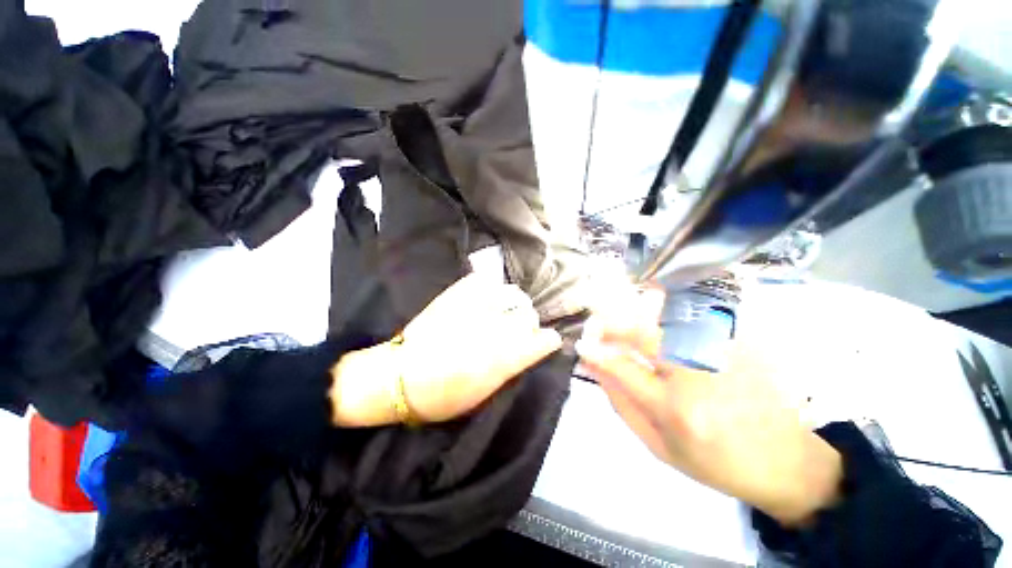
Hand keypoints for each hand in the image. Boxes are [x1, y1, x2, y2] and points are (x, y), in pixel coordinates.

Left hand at [332, 273, 562, 425]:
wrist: (398, 377)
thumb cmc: (442, 397)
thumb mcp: (485, 394)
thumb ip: (512, 368)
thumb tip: (529, 350)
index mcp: (501, 358)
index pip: (542, 340)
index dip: (549, 340)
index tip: (548, 341)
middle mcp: (493, 328)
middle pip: (528, 314)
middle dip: (530, 322)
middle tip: (520, 328)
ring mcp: (474, 307)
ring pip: (512, 293)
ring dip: (514, 302)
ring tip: (506, 309)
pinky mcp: (456, 294)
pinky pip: (484, 280)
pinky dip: (491, 288)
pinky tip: (487, 297)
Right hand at [576, 286, 841, 526]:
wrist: (788, 461)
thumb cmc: (717, 463)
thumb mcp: (660, 447)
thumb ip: (623, 405)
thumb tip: (597, 370)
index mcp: (677, 410)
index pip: (623, 369)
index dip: (597, 353)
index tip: (581, 345)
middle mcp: (697, 375)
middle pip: (643, 333)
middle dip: (611, 325)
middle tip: (596, 326)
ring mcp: (720, 354)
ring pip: (664, 320)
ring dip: (634, 318)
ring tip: (622, 326)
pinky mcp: (736, 343)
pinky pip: (689, 321)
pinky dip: (664, 318)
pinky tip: (658, 326)